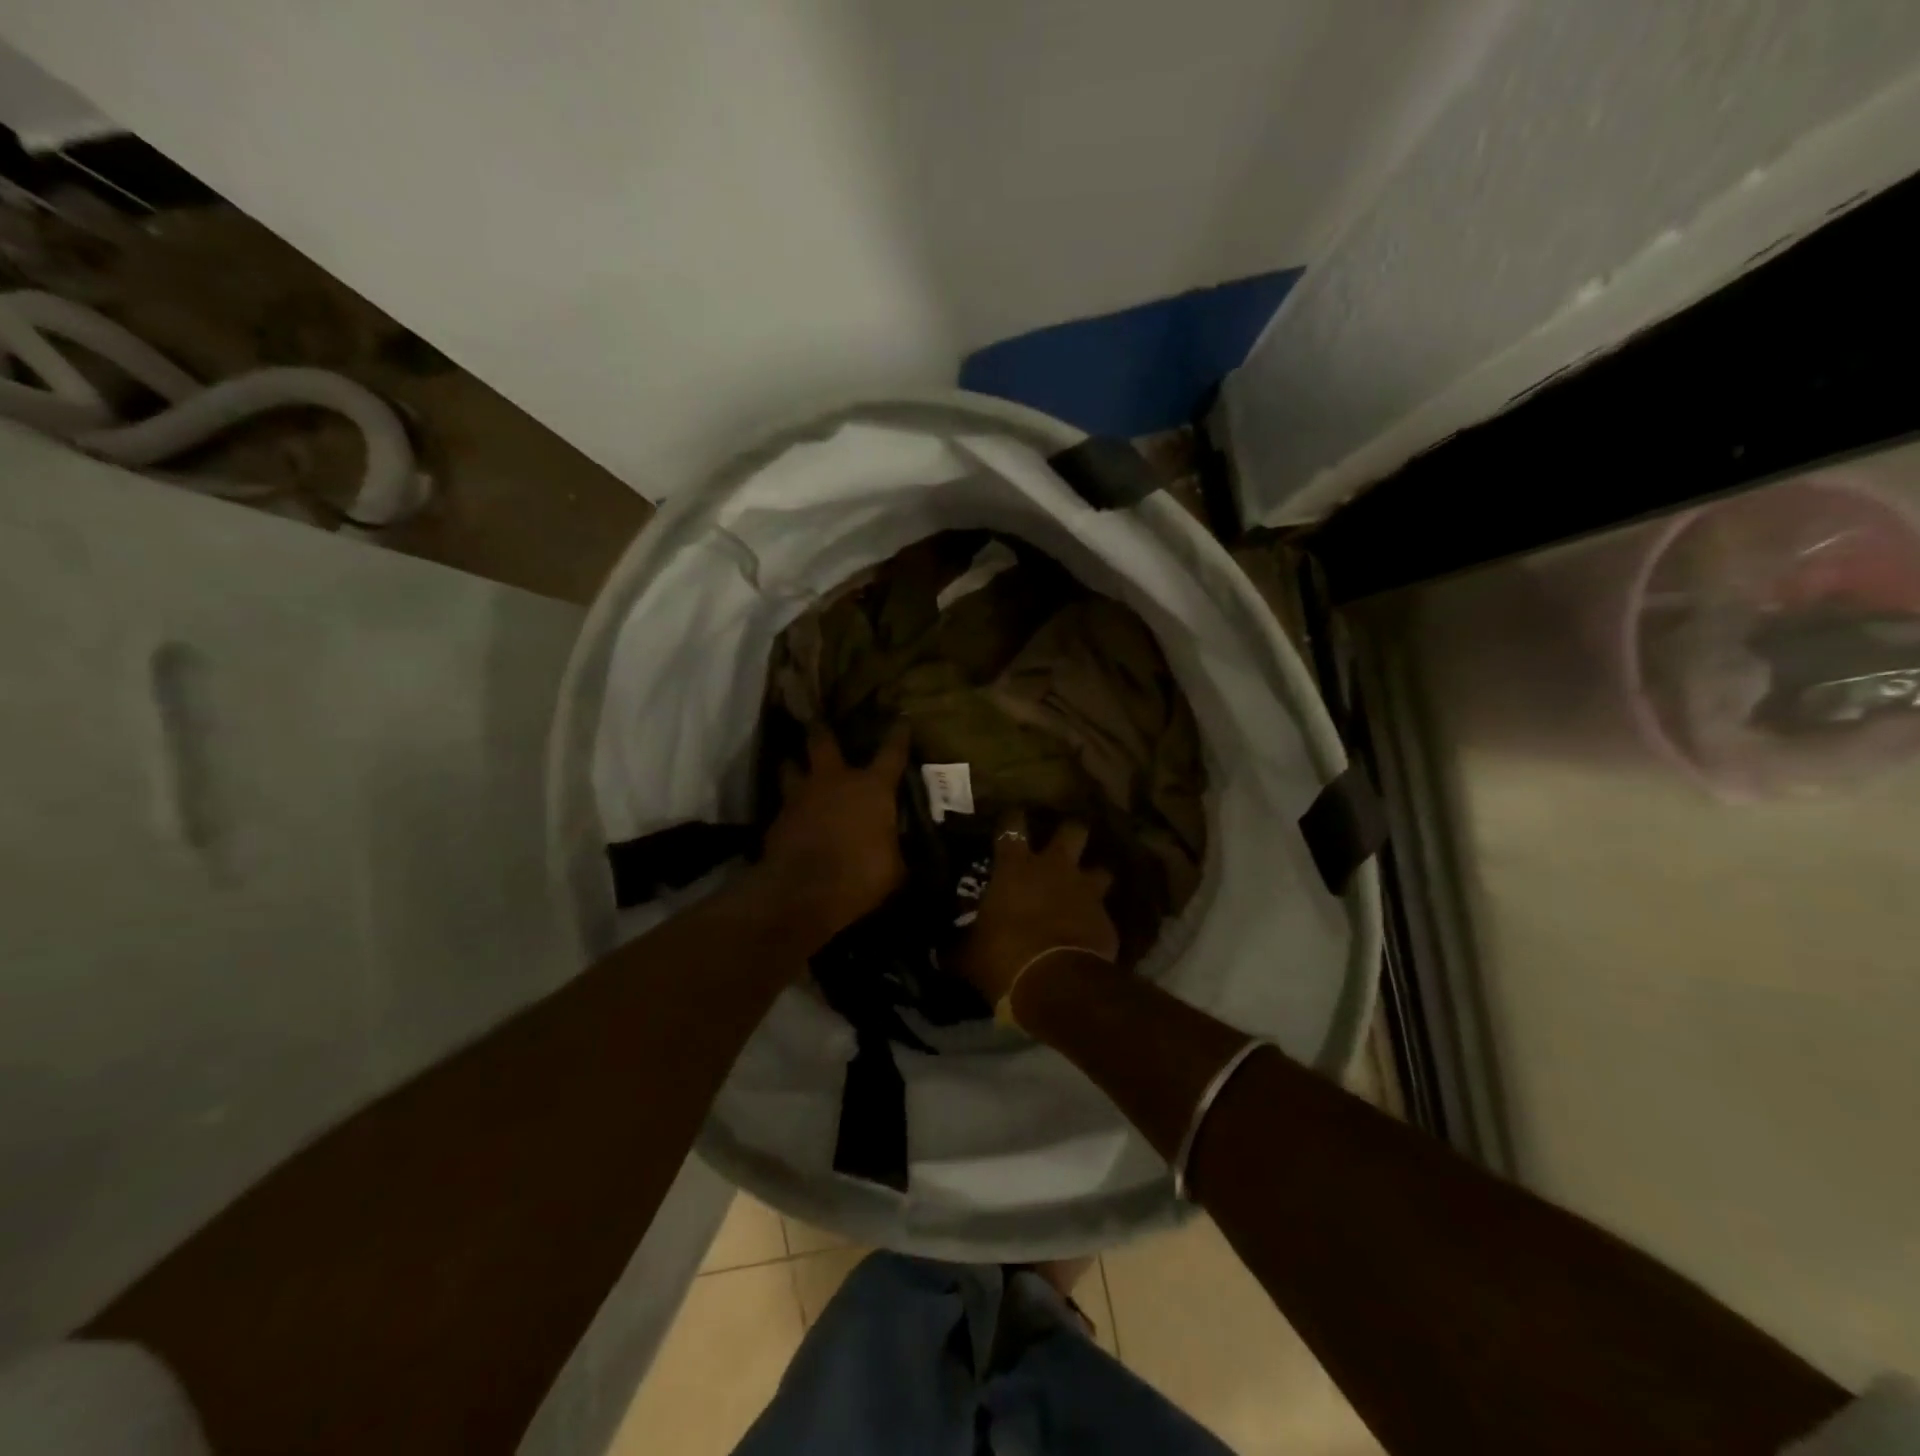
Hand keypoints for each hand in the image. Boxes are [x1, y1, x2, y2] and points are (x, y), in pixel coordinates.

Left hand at [757, 723, 910, 946]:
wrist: (802, 892)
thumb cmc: (860, 875)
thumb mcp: (894, 868)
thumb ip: (895, 850)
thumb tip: (899, 851)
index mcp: (872, 788)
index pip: (892, 753)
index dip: (899, 734)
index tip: (902, 718)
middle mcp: (835, 781)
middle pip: (823, 742)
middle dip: (821, 729)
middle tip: (817, 720)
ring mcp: (801, 796)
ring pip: (791, 767)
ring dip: (793, 765)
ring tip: (792, 763)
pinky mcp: (777, 818)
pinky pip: (783, 803)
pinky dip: (787, 806)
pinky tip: (789, 814)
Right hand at [955, 811, 1119, 1006]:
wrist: (1056, 983)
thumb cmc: (1004, 957)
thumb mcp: (969, 954)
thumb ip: (958, 945)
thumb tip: (940, 952)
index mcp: (1015, 867)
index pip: (1012, 826)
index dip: (1012, 820)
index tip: (1012, 818)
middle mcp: (1055, 868)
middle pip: (1072, 830)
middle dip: (1070, 833)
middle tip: (1063, 844)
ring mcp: (1085, 891)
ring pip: (1100, 869)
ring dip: (1093, 877)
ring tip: (1086, 889)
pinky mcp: (1106, 919)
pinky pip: (1104, 911)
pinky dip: (1097, 919)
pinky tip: (1090, 932)